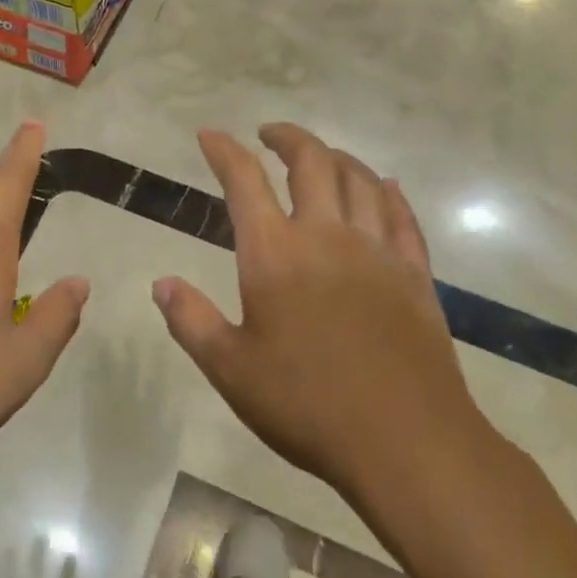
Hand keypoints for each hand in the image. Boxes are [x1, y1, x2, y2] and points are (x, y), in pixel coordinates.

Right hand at [152, 124, 495, 505]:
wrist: (406, 443)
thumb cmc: (307, 405)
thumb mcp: (230, 370)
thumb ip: (191, 320)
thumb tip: (161, 283)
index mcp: (275, 254)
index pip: (244, 181)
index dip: (223, 151)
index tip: (209, 135)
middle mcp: (327, 236)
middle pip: (311, 162)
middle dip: (286, 138)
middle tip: (268, 134)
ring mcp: (378, 252)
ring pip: (360, 180)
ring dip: (336, 157)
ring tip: (320, 156)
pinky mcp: (415, 274)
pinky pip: (402, 216)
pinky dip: (388, 193)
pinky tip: (384, 188)